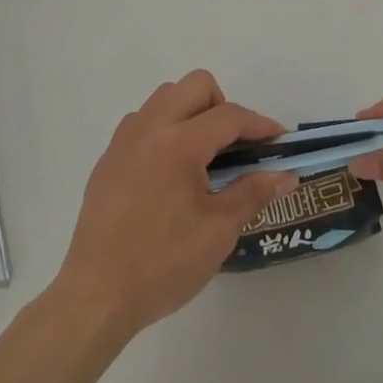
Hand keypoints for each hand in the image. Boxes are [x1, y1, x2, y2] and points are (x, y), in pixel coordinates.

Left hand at [54, 71, 297, 342]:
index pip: (229, 116)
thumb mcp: (218, 231)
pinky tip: (171, 173)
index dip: (260, 125)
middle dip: (224, 106)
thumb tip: (286, 175)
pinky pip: (143, 122)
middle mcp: (149, 128)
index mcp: (179, 142)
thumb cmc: (163, 264)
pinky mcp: (108, 159)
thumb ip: (253, 192)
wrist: (96, 296)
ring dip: (192, 112)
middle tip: (235, 147)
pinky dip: (165, 130)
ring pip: (165, 97)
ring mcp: (124, 141)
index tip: (280, 140)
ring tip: (203, 157)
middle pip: (195, 86)